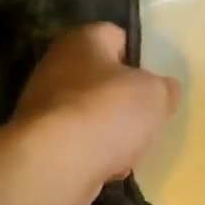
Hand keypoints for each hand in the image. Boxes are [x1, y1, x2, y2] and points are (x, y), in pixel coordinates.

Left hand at [12, 23, 178, 204]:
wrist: (55, 164)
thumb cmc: (108, 112)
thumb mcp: (156, 94)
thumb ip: (165, 88)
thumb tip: (164, 90)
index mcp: (83, 39)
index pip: (119, 37)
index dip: (141, 58)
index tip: (157, 82)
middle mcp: (57, 64)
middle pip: (104, 79)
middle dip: (126, 100)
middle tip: (147, 117)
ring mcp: (44, 103)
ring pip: (93, 113)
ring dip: (112, 131)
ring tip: (131, 148)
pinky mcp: (39, 140)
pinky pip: (78, 141)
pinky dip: (94, 153)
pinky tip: (109, 167)